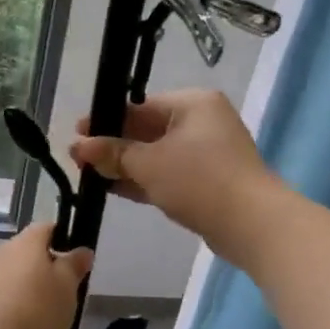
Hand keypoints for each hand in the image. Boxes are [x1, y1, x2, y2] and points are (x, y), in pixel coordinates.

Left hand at [0, 222, 93, 328]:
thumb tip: (82, 250)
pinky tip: (23, 327)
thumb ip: (74, 267)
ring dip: (30, 288)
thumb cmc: (34, 310)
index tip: (76, 260)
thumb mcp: (67, 288)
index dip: (64, 239)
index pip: (47, 228)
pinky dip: (14, 305)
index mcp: (27, 242)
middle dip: (47, 268)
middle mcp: (2, 251)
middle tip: (65, 292)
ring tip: (46, 315)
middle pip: (30, 252)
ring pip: (15, 274)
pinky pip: (2, 294)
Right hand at [69, 89, 275, 252]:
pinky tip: (113, 189)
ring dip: (125, 165)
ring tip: (89, 174)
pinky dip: (143, 180)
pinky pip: (167, 174)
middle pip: (147, 130)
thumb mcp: (148, 163)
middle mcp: (202, 122)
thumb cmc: (198, 180)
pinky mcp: (207, 182)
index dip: (106, 121)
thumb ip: (113, 153)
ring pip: (156, 155)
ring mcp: (207, 154)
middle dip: (113, 146)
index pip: (140, 106)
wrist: (252, 224)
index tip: (78, 133)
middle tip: (78, 158)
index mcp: (193, 104)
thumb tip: (79, 145)